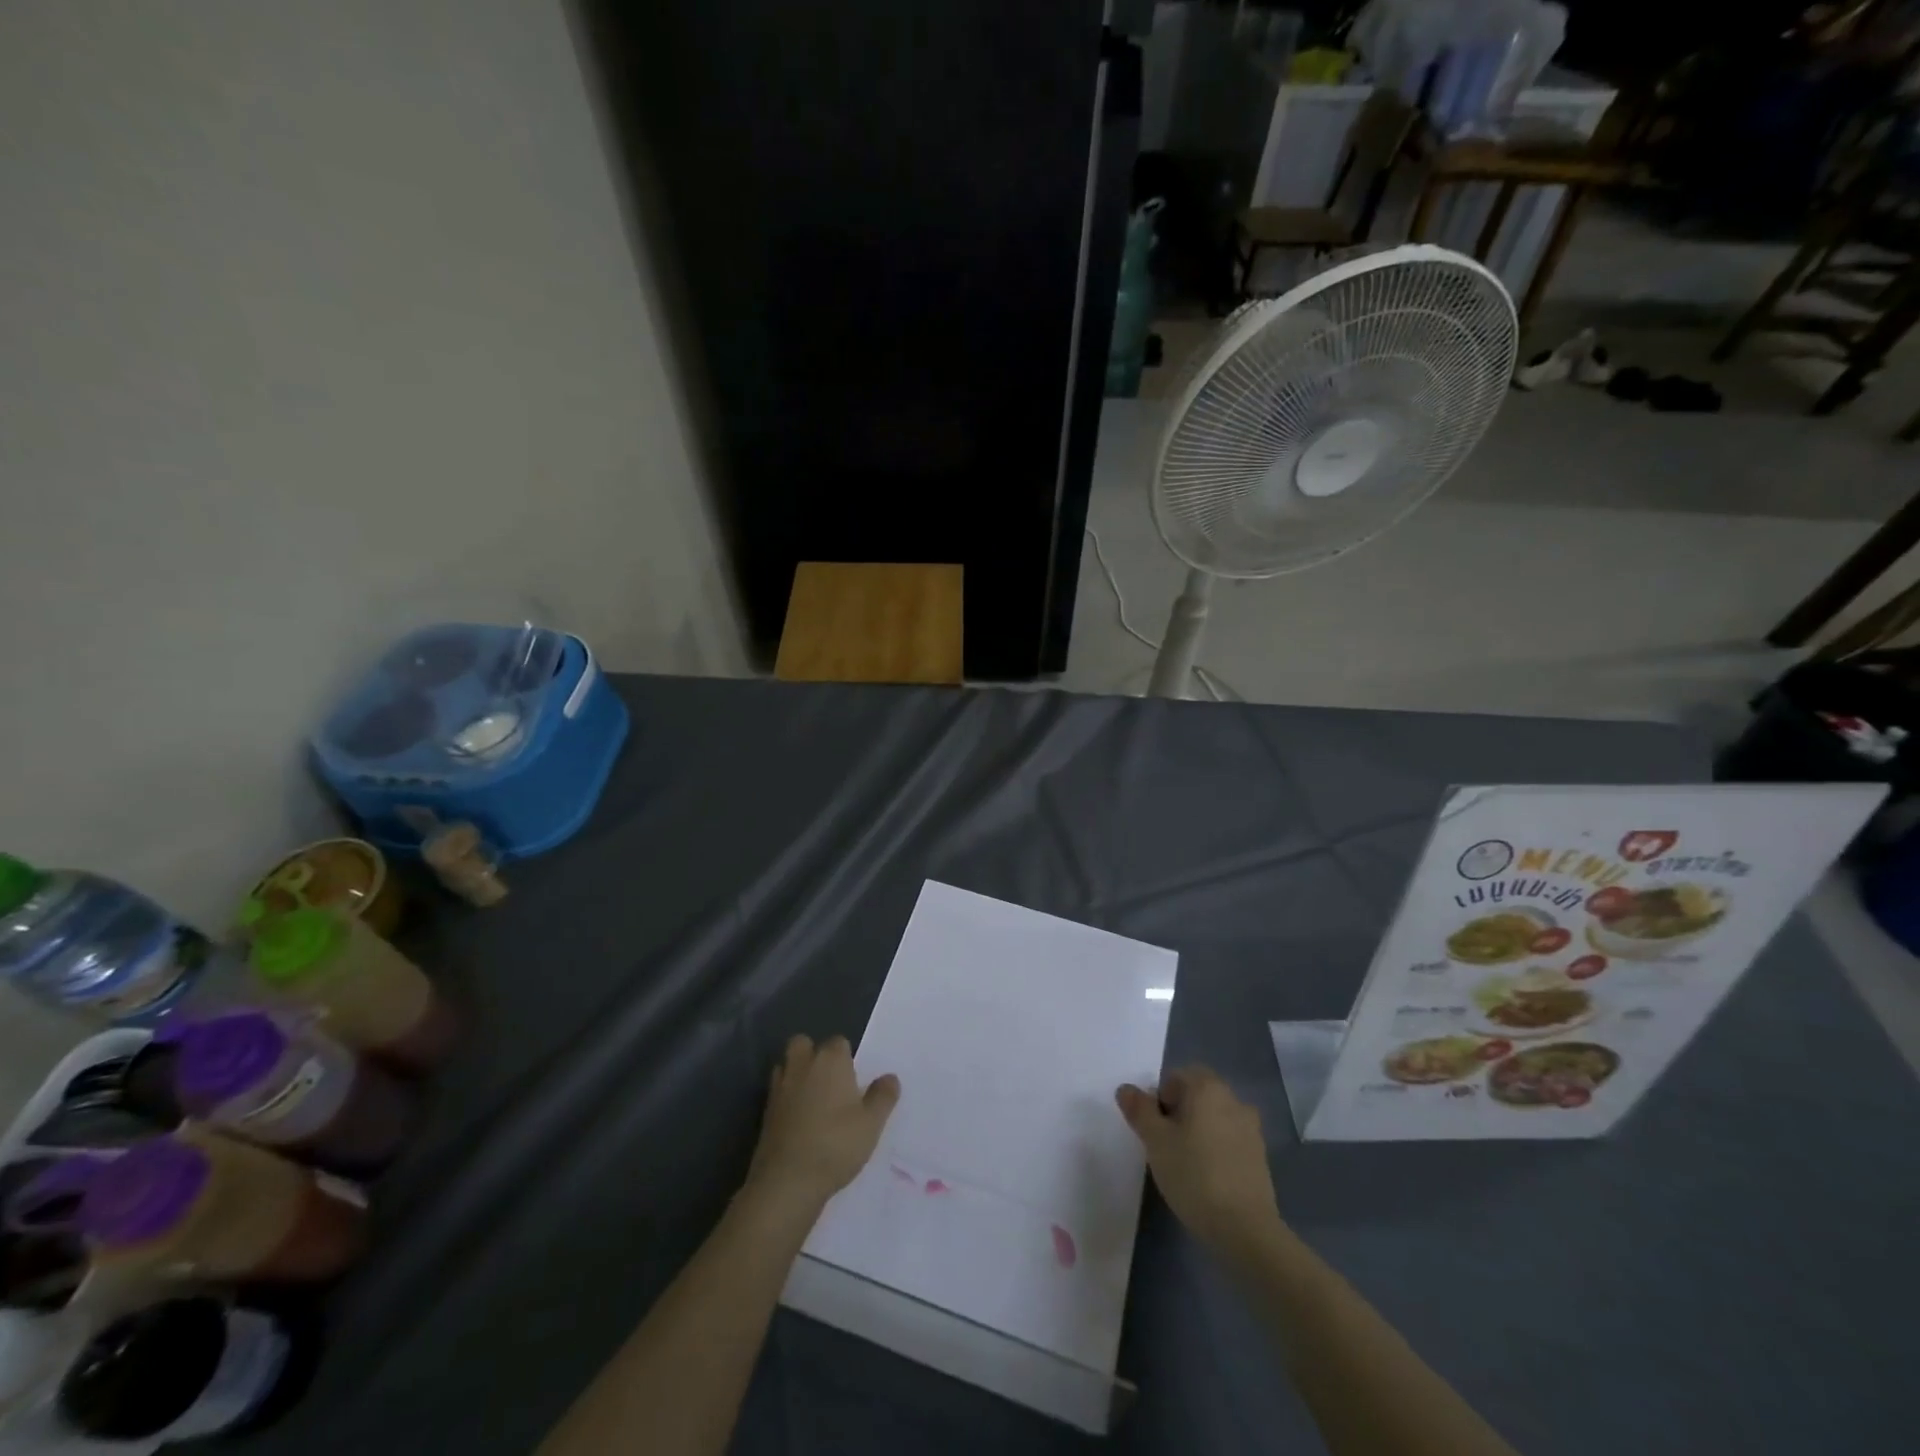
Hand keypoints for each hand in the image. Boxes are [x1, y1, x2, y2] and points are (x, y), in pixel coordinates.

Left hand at [747, 1034, 898, 1213]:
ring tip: (813, 1098)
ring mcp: (780, 1087)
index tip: (854, 1080)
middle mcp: (802, 1065)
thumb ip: (883, 1096)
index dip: (846, 1058)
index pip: (839, 1042)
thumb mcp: (871, 1123)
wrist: (788, 1181)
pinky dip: (786, 1098)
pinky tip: (798, 1119)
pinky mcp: (765, 1111)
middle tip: (830, 1081)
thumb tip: (890, 1077)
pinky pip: (777, 1091)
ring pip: (786, 1065)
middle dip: (813, 1054)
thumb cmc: (836, 1144)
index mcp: (830, 1060)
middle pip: (804, 1044)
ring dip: (797, 1074)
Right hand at [1116, 1066, 1280, 1258]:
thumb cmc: (1194, 1175)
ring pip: (1215, 1119)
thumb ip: (1139, 1110)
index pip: (1177, 1077)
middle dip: (1179, 1114)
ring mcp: (1251, 1129)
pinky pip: (1230, 1141)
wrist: (1245, 1229)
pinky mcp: (1260, 1157)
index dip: (1160, 1099)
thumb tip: (1126, 1088)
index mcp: (1208, 1087)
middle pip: (1197, 1096)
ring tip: (1185, 1164)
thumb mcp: (1155, 1140)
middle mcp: (1233, 1099)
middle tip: (1165, 1146)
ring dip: (1199, 1132)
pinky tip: (1207, 1179)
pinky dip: (1217, 1150)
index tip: (1155, 1129)